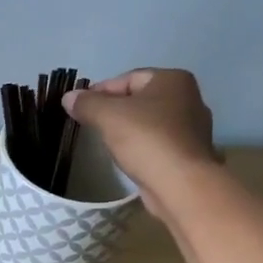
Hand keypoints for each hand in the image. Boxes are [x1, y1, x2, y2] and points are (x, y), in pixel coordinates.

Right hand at [64, 68, 221, 217]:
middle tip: (91, 124)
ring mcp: (193, 128)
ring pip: (149, 122)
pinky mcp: (190, 154)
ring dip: (127, 129)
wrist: (181, 184)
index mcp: (173, 80)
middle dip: (114, 110)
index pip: (128, 78)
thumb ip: (86, 103)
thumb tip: (69, 97)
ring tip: (106, 142)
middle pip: (140, 99)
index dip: (100, 91)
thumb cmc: (146, 139)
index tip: (80, 107)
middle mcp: (189, 98)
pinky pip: (157, 142)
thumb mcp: (108, 116)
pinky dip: (141, 146)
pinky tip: (128, 157)